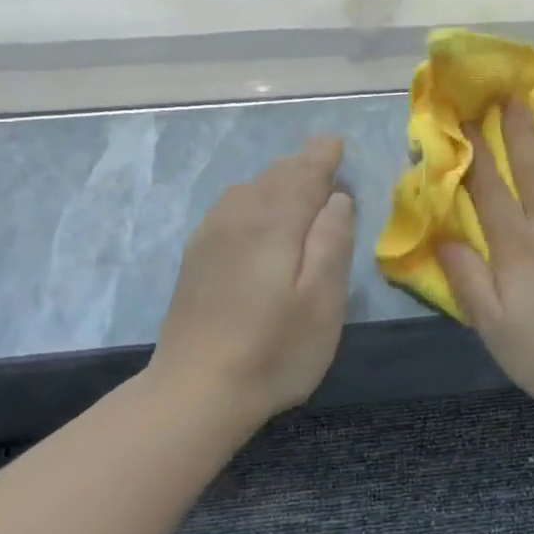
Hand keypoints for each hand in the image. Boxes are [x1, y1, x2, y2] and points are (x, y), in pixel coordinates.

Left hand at [150, 136, 355, 419]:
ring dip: (275, 179)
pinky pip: (229, 209)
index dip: (321, 157)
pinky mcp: (196, 260)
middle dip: (300, 164)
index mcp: (274, 223)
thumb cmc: (276, 349)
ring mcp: (210, 238)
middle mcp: (238, 218)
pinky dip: (251, 198)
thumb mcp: (324, 300)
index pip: (302, 175)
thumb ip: (333, 241)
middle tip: (323, 155)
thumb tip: (337, 199)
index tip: (336, 143)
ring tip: (296, 178)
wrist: (198, 390)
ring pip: (247, 190)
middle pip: (273, 178)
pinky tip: (255, 211)